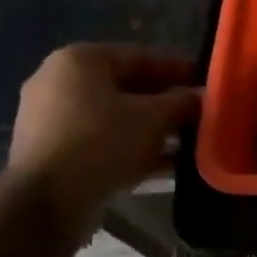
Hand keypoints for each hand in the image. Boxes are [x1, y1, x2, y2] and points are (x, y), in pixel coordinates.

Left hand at [7, 44, 200, 225]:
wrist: (47, 200)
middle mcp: (60, 82)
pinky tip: (166, 163)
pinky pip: (103, 140)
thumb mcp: (154, 118)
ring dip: (154, 128)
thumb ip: (182, 102)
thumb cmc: (103, 142)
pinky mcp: (54, 151)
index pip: (142, 57)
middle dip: (167, 103)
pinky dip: (133, 147)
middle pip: (128, 87)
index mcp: (80, 60)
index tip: (209, 83)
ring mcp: (53, 118)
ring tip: (190, 141)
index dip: (180, 70)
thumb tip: (202, 96)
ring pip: (117, 117)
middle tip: (202, 114)